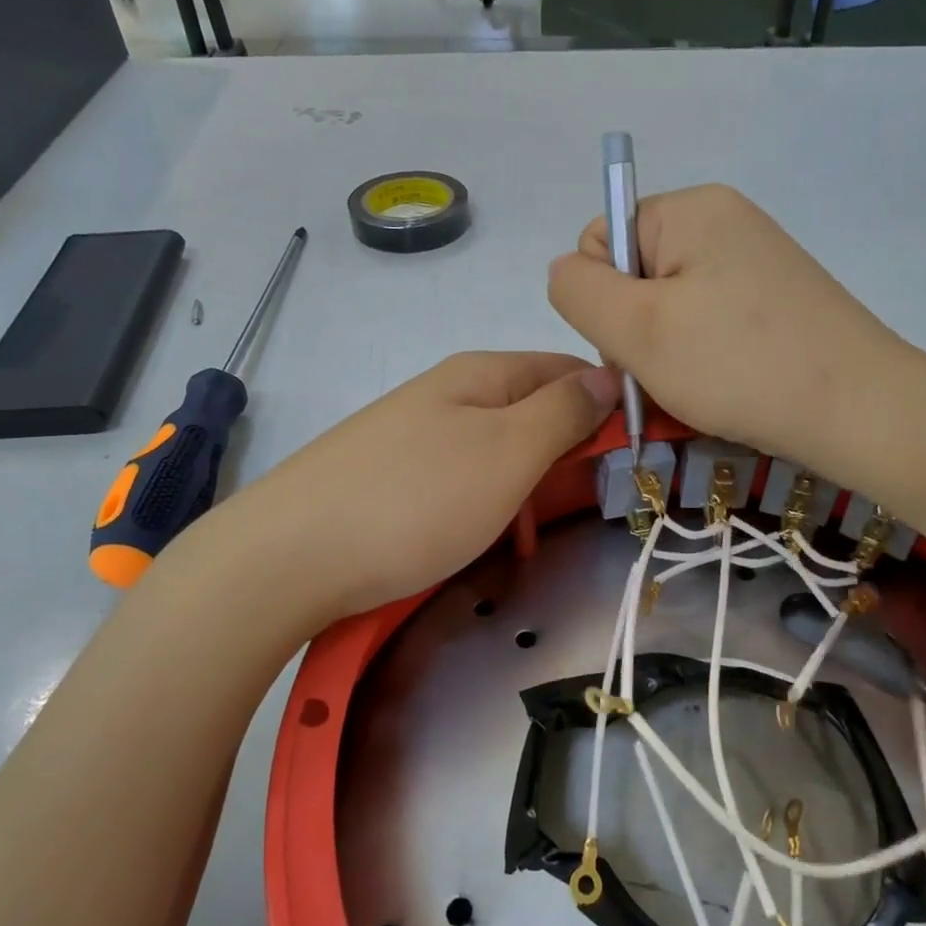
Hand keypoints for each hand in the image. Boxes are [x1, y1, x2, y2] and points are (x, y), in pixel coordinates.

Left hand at [227, 352, 617, 624]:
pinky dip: (483, 504)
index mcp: (481, 373)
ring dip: (525, 484)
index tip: (635, 452)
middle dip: (566, 451)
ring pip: (496, 448)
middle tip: (584, 502)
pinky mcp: (388, 475)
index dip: (606, 403)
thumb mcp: (508, 451)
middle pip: (531, 408)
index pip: (566, 368)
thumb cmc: (417, 500)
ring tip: (528, 532)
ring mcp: (412, 434)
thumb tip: (606, 374)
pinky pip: (459, 478)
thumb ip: (563, 411)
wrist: (290, 556)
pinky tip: (479, 536)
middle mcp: (446, 392)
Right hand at [547, 184, 913, 467]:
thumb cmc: (737, 366)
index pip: (601, 240)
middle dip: (635, 329)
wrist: (859, 411)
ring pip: (670, 306)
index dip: (601, 299)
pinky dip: (702, 357)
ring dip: (666, 351)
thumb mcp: (637, 329)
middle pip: (636, 274)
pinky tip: (723, 385)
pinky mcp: (777, 300)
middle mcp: (725, 220)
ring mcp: (756, 261)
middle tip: (666, 374)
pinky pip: (709, 322)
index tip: (635, 344)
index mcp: (690, 209)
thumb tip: (565, 270)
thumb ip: (578, 291)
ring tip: (697, 387)